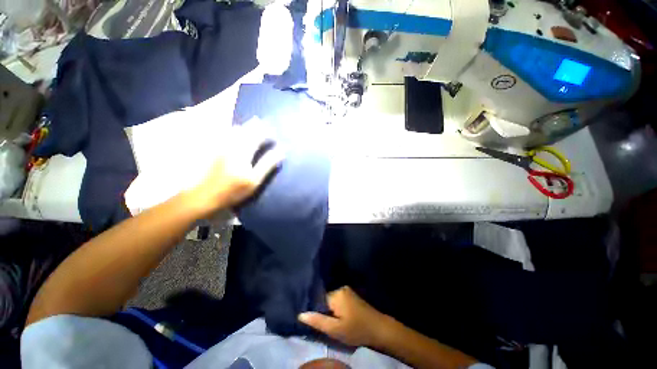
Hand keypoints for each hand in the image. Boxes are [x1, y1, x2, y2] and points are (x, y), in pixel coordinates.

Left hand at [185, 126, 283, 214]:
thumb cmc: (233, 190)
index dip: (268, 133)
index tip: (275, 135)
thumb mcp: (254, 180)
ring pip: (236, 129)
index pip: (258, 136)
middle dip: (257, 125)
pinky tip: (238, 131)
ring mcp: (222, 146)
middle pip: (247, 129)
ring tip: (255, 124)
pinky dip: (236, 130)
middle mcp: (232, 144)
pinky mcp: (216, 149)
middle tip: (266, 124)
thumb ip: (267, 164)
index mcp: (243, 152)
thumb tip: (281, 151)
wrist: (205, 196)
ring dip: (247, 126)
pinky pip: (227, 133)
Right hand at [298, 286, 393, 346]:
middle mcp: (341, 288)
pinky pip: (338, 300)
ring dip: (329, 311)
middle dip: (322, 311)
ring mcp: (347, 291)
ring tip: (330, 322)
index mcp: (336, 294)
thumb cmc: (356, 330)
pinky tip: (338, 318)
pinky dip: (336, 309)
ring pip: (331, 301)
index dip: (315, 310)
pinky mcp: (352, 296)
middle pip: (325, 299)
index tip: (313, 320)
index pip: (318, 299)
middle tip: (323, 324)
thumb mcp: (335, 330)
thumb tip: (300, 314)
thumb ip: (318, 321)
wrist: (379, 329)